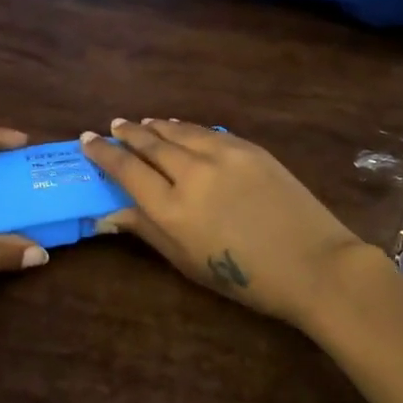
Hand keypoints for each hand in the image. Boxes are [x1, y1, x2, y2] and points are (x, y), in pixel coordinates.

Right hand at [80, 119, 370, 327]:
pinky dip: (186, 128)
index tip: (88, 140)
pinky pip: (207, 132)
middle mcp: (192, 174)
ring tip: (142, 123)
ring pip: (178, 131)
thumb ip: (148, 231)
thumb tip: (111, 212)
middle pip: (150, 144)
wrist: (314, 265)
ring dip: (156, 126)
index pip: (127, 171)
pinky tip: (180, 128)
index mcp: (172, 209)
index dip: (104, 154)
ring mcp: (223, 155)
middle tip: (113, 125)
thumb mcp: (188, 262)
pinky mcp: (249, 148)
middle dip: (127, 133)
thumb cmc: (245, 279)